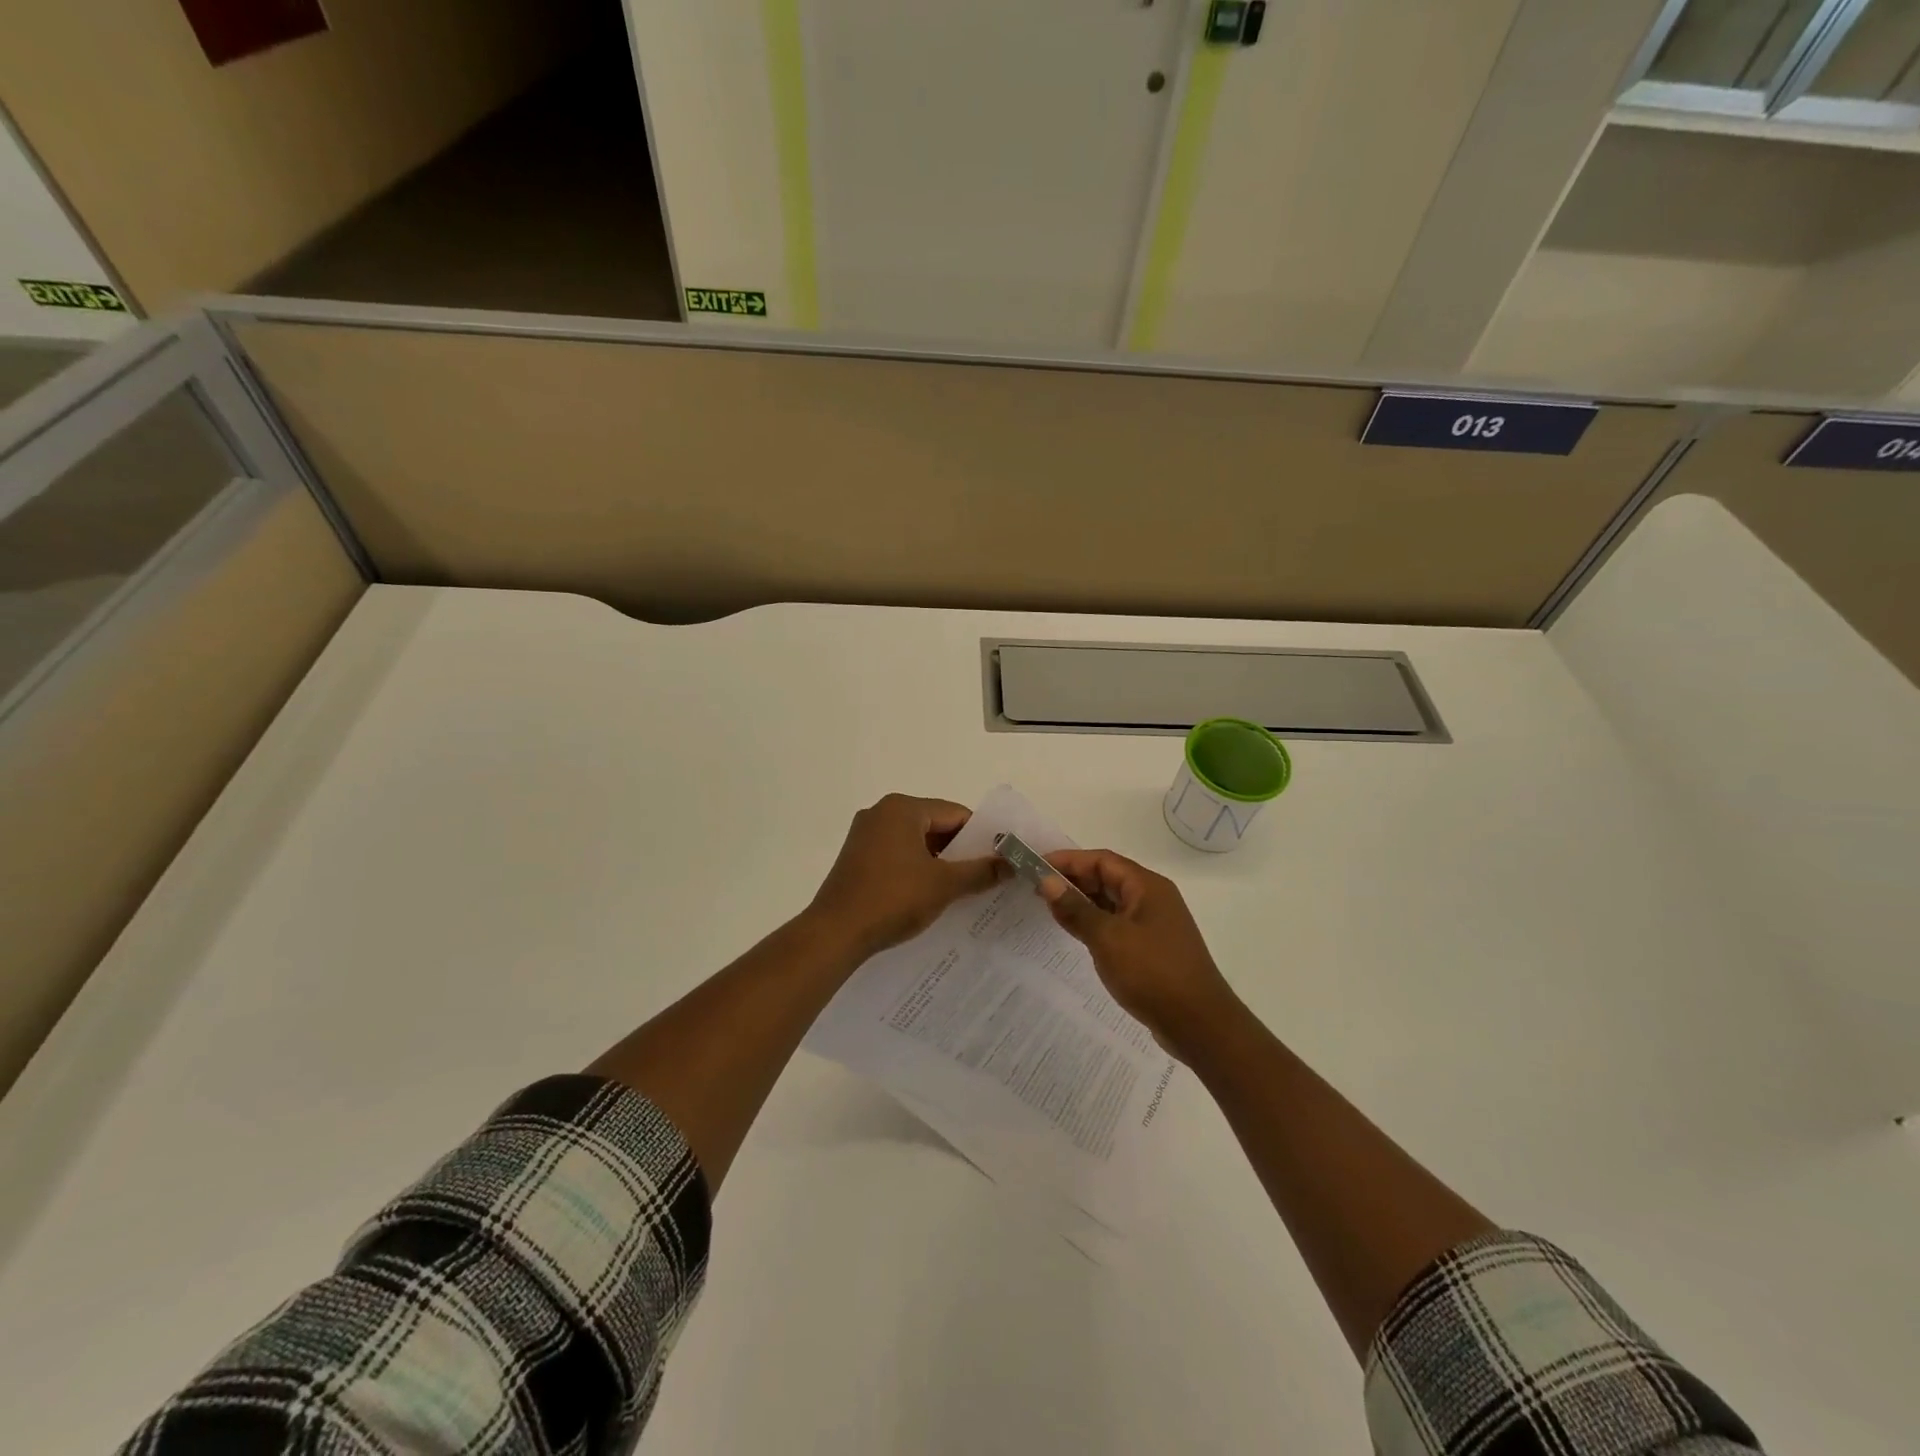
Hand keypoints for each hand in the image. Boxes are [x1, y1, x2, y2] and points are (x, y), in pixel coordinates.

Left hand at [806, 794, 1006, 960]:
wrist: (835, 933)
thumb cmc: (893, 899)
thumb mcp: (944, 885)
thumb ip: (981, 871)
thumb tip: (1015, 863)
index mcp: (902, 808)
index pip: (955, 813)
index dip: (982, 836)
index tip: (1001, 859)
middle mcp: (881, 813)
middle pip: (935, 825)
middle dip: (961, 850)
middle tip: (988, 875)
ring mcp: (865, 835)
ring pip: (916, 842)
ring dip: (940, 862)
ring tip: (965, 889)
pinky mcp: (857, 858)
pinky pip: (898, 855)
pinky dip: (917, 869)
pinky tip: (931, 894)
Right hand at [1041, 849, 1238, 1060]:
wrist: (1199, 1024)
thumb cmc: (1152, 973)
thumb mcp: (1107, 938)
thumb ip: (1075, 908)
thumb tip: (1047, 881)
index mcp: (1147, 886)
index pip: (1102, 860)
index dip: (1068, 860)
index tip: (1037, 865)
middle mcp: (1153, 898)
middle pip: (1107, 877)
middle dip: (1073, 879)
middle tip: (1037, 888)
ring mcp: (1154, 924)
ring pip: (1111, 902)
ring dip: (1082, 902)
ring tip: (1050, 908)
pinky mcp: (1152, 947)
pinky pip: (1117, 923)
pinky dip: (1095, 922)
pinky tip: (1076, 932)